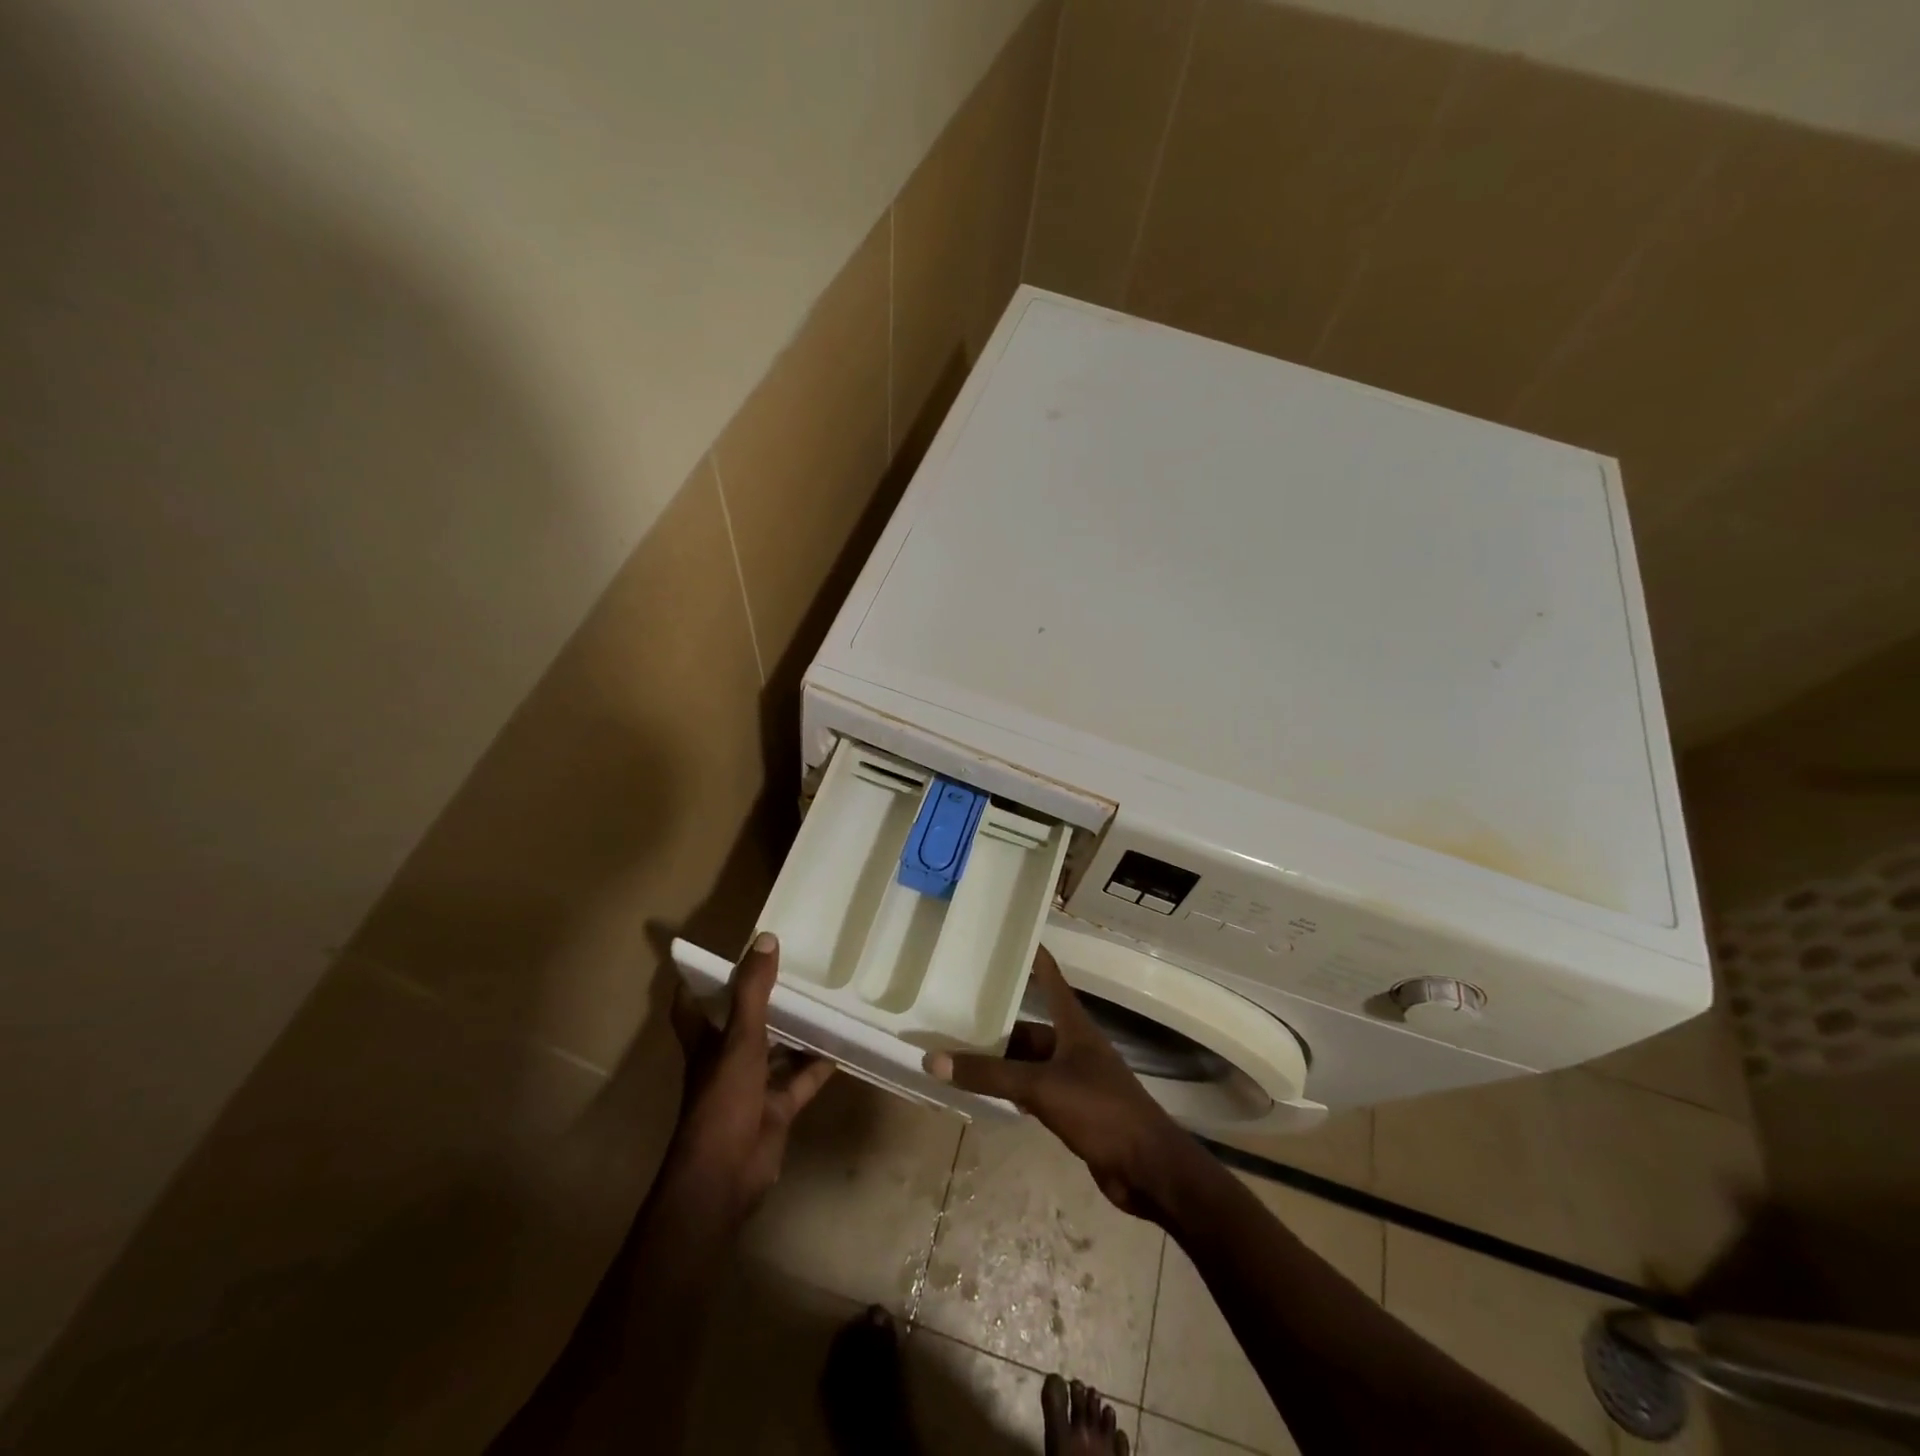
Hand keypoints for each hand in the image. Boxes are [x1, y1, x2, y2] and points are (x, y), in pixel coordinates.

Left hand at [663, 932, 833, 1222]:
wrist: (725, 1175)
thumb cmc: (723, 1099)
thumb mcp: (739, 1038)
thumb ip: (753, 991)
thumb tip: (766, 938)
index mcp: (707, 1041)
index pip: (693, 1004)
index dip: (701, 980)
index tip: (720, 953)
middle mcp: (726, 1059)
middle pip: (743, 1023)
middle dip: (763, 999)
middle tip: (793, 967)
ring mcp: (751, 1086)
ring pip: (776, 1050)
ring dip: (796, 1030)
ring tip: (825, 999)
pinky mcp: (776, 1108)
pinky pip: (801, 1080)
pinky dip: (819, 1065)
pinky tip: (842, 1044)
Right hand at [923, 945, 1189, 1216]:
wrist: (1148, 1168)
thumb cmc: (1100, 1110)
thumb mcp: (1040, 1087)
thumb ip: (989, 1076)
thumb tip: (933, 1059)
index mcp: (1074, 1028)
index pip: (1051, 980)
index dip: (1035, 958)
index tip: (1013, 937)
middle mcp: (1074, 1047)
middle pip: (1031, 1028)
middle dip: (999, 1024)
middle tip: (958, 1015)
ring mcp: (1076, 1080)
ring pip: (1030, 1062)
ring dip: (1002, 1062)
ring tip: (962, 1055)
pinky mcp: (1074, 1111)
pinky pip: (1035, 1092)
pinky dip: (1013, 1091)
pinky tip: (989, 1095)